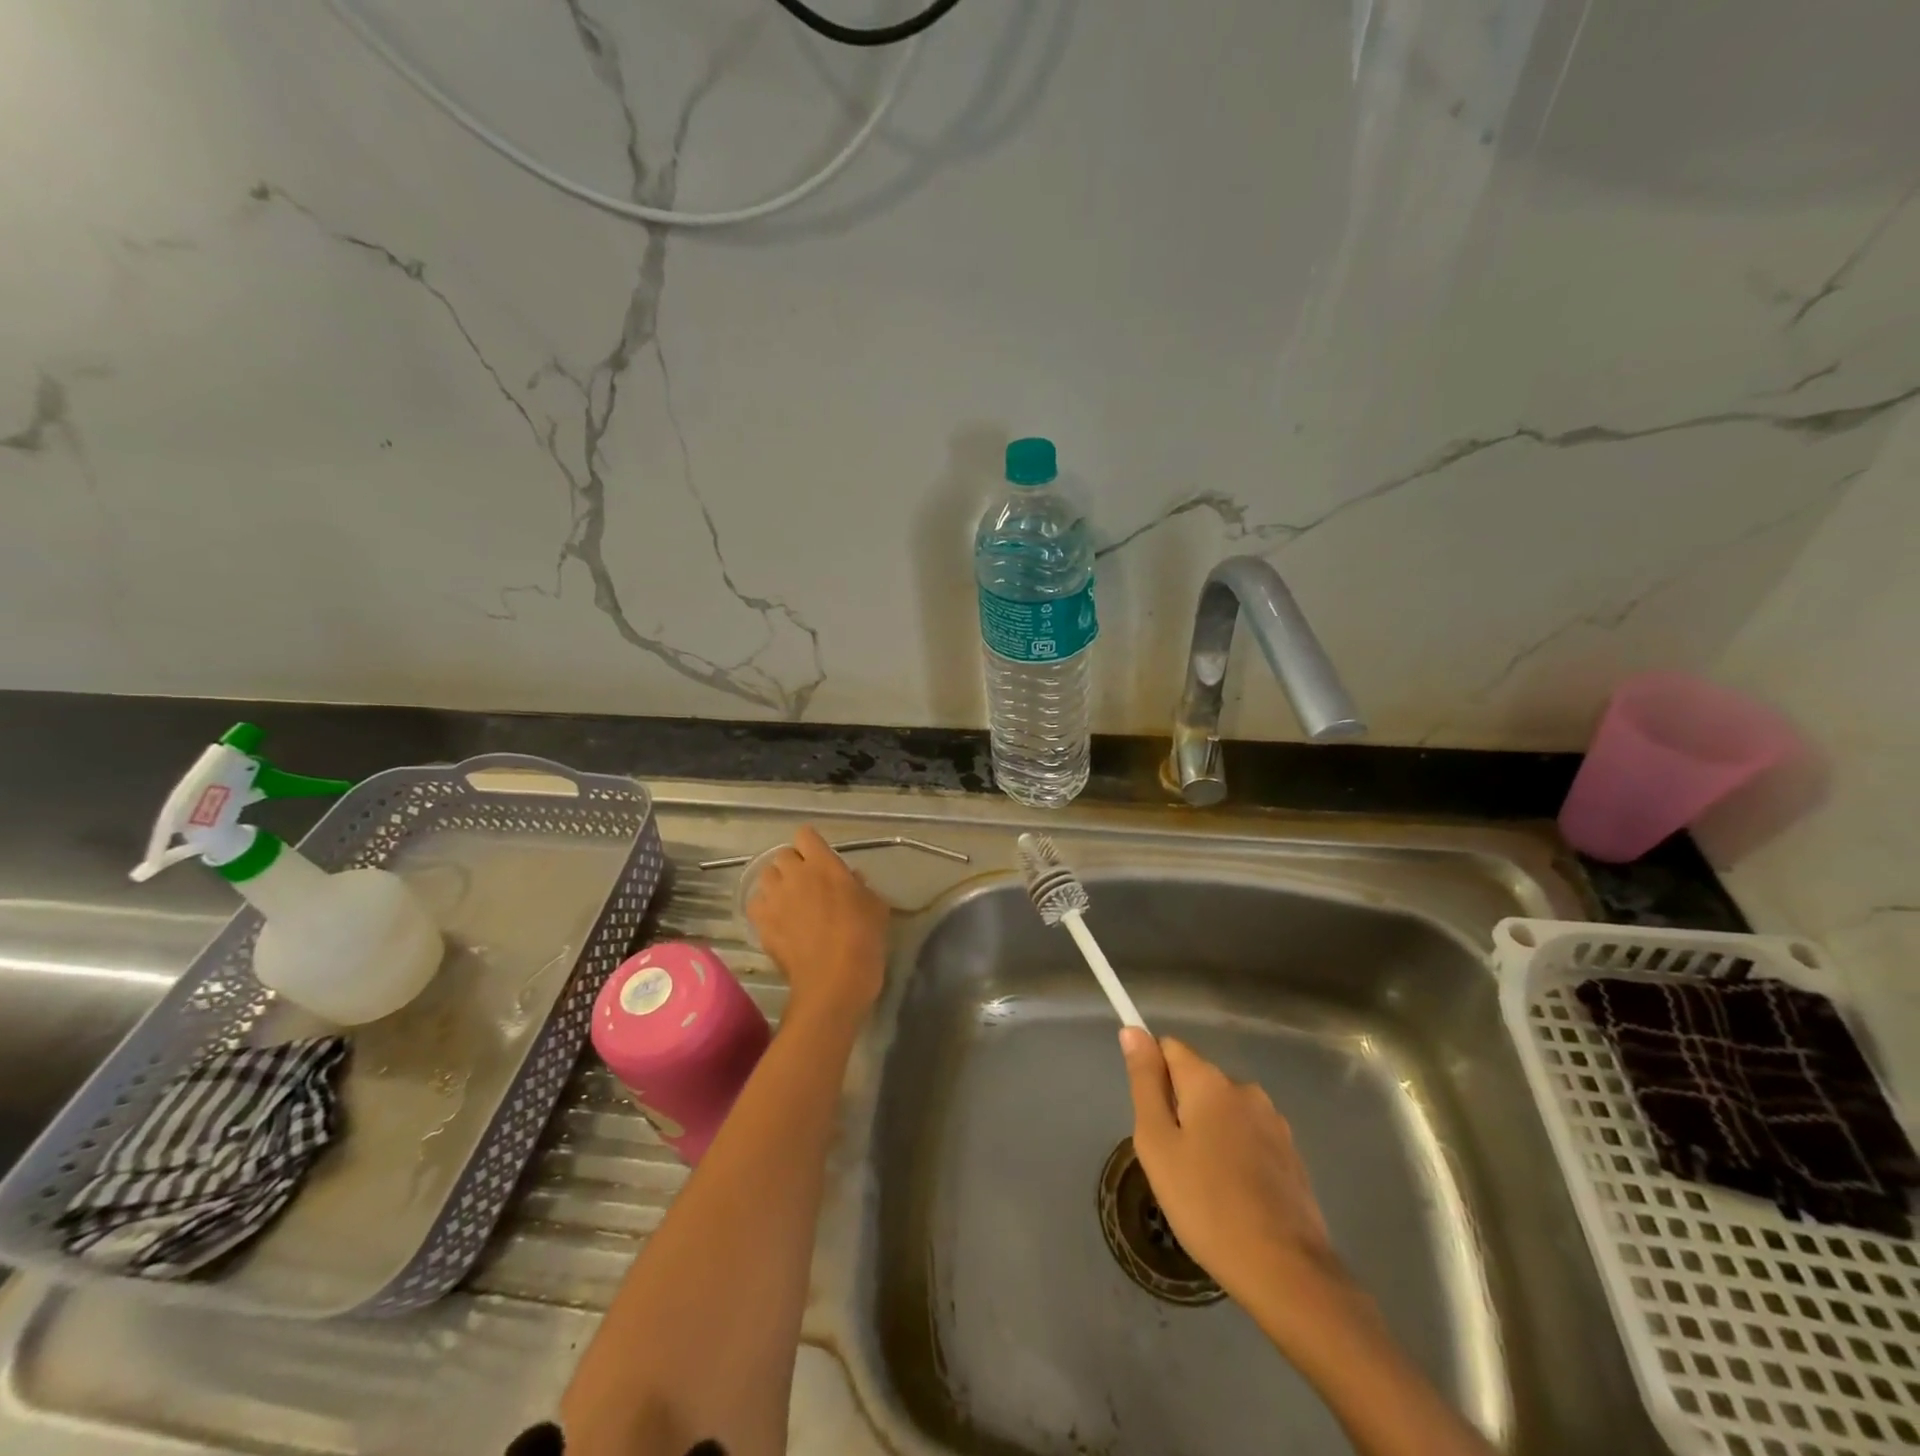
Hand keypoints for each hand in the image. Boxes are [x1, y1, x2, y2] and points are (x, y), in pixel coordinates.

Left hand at [746, 827, 890, 1029]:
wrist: (835, 979)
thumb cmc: (864, 938)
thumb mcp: (876, 905)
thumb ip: (859, 885)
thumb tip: (850, 879)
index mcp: (824, 864)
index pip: (805, 835)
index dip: (810, 845)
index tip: (819, 857)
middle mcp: (794, 874)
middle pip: (782, 855)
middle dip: (793, 865)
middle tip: (806, 882)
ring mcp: (774, 898)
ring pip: (766, 876)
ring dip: (776, 883)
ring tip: (788, 900)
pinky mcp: (761, 922)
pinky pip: (756, 903)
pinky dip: (764, 907)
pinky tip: (776, 920)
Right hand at [1120, 1029, 1351, 1339]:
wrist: (1285, 1271)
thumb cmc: (1206, 1203)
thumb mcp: (1157, 1143)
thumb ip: (1145, 1082)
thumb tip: (1133, 1031)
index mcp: (1209, 1081)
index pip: (1169, 1048)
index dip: (1152, 1074)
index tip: (1149, 1116)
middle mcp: (1244, 1089)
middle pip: (1197, 1081)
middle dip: (1180, 1108)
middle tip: (1171, 1161)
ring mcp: (1274, 1122)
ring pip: (1224, 1112)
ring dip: (1208, 1132)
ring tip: (1203, 1184)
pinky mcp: (1292, 1155)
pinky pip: (1249, 1137)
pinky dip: (1235, 1154)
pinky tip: (1233, 1196)